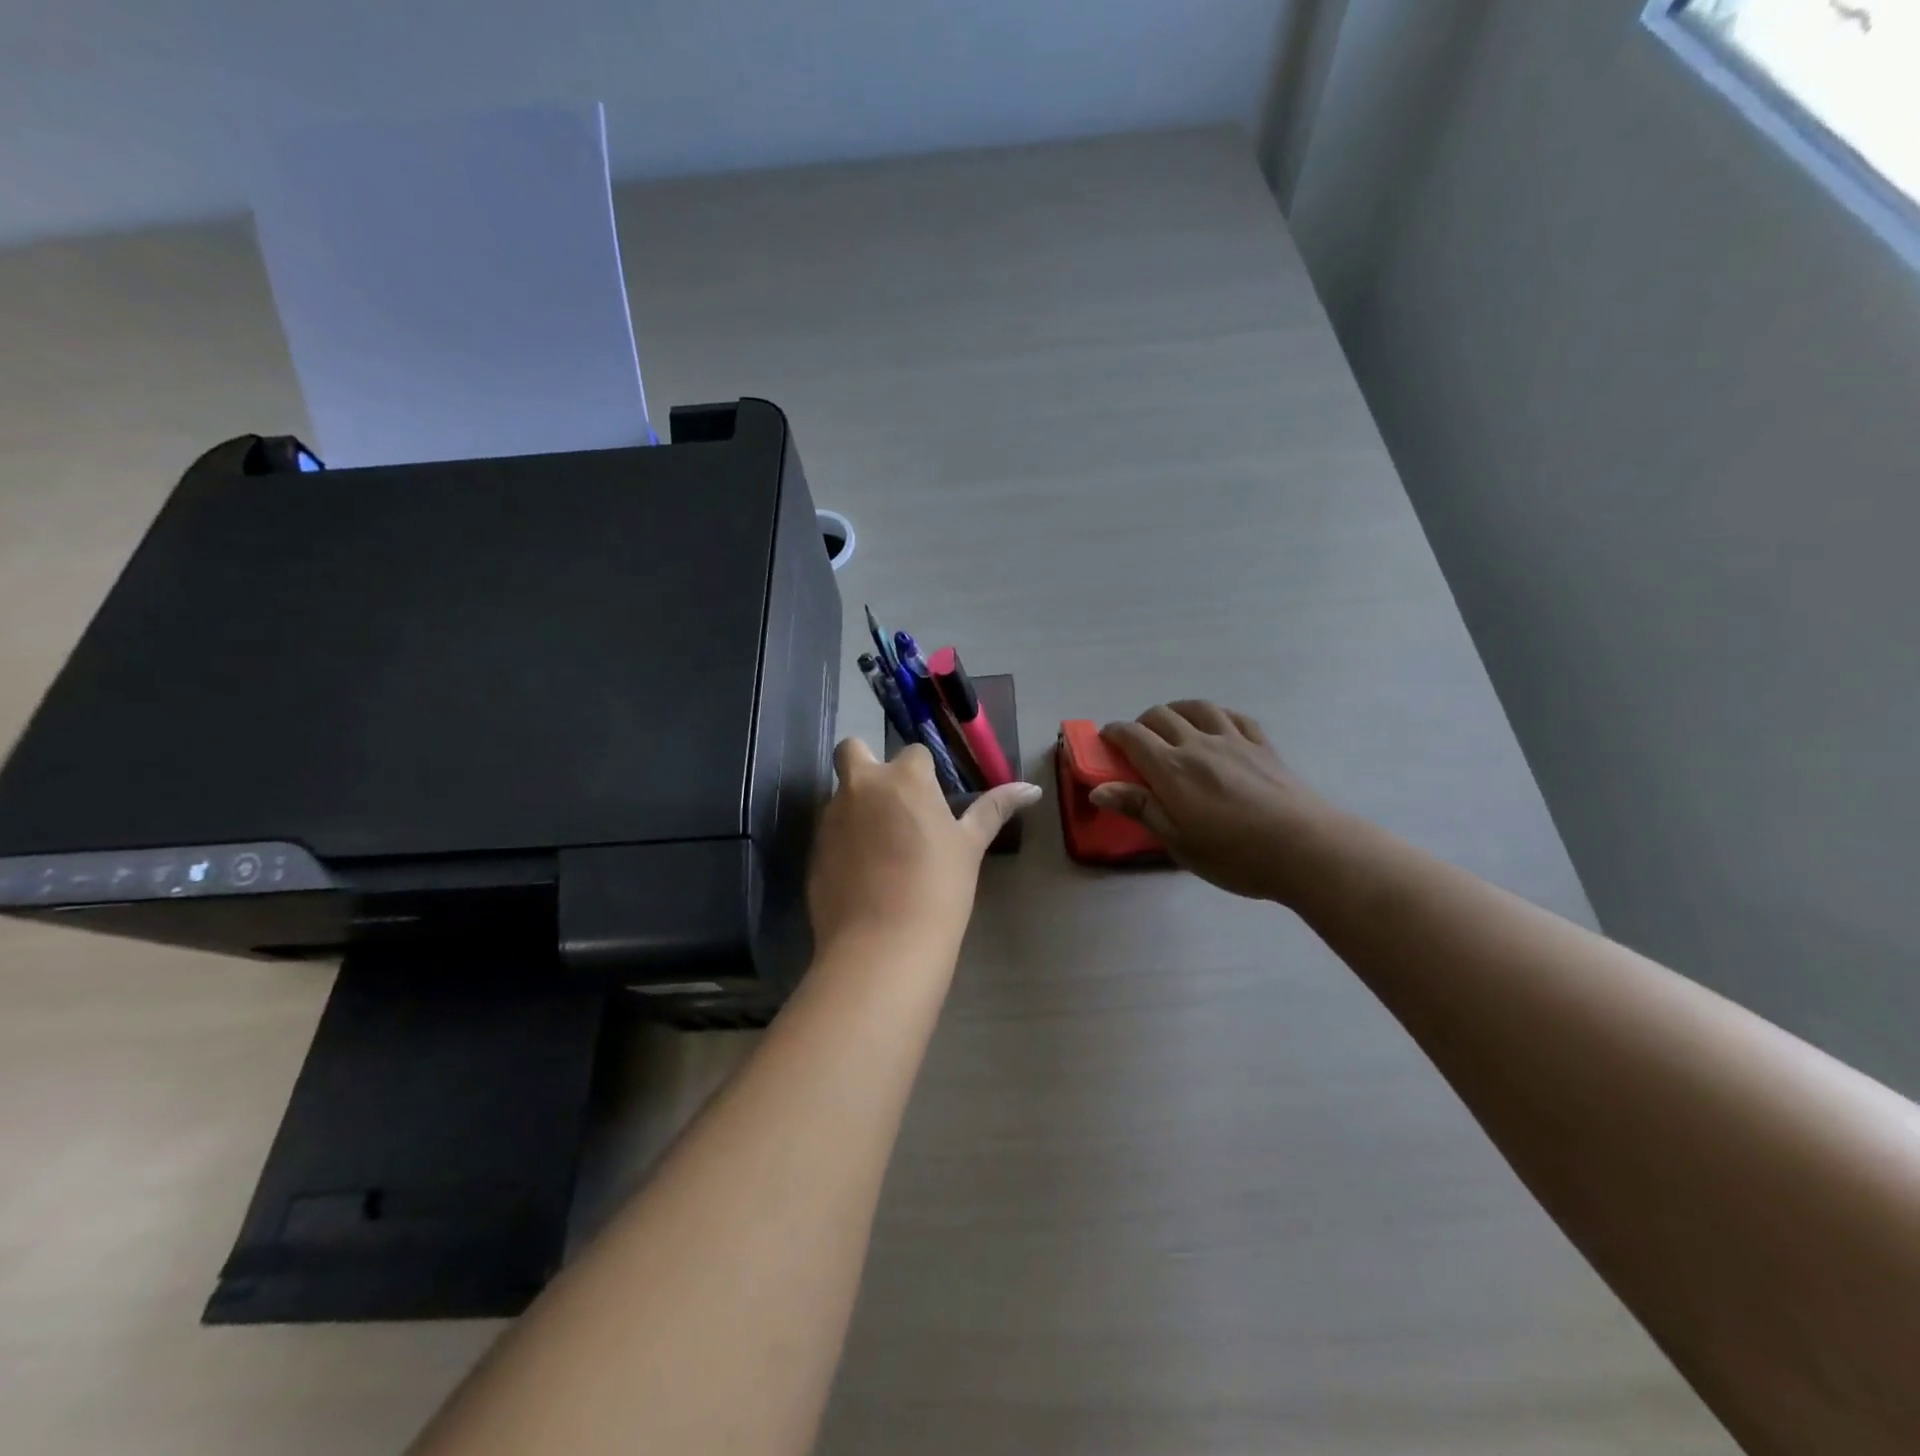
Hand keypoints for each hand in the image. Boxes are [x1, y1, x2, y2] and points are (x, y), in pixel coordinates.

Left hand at [808, 739, 1041, 958]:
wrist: (882, 946)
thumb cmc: (938, 888)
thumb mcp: (970, 847)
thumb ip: (995, 809)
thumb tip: (1032, 788)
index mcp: (904, 778)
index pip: (913, 753)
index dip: (923, 774)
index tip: (932, 802)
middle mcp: (861, 787)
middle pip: (853, 750)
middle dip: (868, 764)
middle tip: (892, 802)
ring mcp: (831, 818)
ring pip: (841, 795)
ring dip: (858, 807)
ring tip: (884, 850)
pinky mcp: (814, 851)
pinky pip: (830, 833)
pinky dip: (845, 842)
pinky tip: (865, 876)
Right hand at [1092, 701, 1342, 905]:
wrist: (1306, 849)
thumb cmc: (1235, 855)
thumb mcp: (1178, 841)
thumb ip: (1140, 809)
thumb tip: (1098, 790)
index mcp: (1172, 769)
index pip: (1133, 736)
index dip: (1114, 733)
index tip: (1106, 741)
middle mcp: (1199, 745)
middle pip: (1161, 715)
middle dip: (1141, 723)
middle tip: (1138, 744)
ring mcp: (1234, 741)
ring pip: (1197, 708)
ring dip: (1177, 711)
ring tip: (1173, 726)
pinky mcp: (1263, 745)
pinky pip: (1234, 717)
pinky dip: (1216, 715)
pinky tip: (1216, 726)